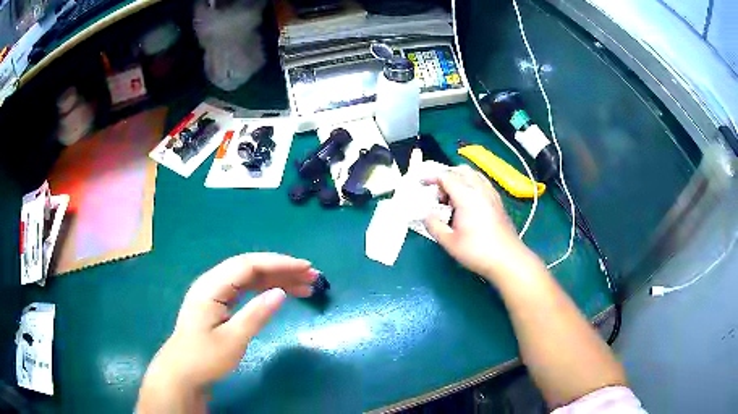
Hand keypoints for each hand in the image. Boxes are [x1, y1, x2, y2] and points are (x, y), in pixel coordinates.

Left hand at [137, 253, 318, 412]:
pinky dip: (265, 290)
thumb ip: (256, 314)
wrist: (183, 372)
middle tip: (312, 276)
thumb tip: (281, 293)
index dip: (278, 263)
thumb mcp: (232, 340)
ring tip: (305, 285)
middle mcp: (213, 283)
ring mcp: (216, 292)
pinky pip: (246, 289)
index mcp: (212, 287)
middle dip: (282, 270)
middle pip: (251, 268)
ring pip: (250, 278)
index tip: (305, 268)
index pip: (248, 265)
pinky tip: (282, 293)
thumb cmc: (205, 357)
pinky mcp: (219, 302)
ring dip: (277, 279)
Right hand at [424, 165, 530, 279]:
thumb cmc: (477, 251)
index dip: (431, 177)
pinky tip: (467, 201)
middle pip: (460, 170)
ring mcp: (491, 194)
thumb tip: (425, 214)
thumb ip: (433, 225)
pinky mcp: (497, 200)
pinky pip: (482, 182)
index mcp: (466, 196)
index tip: (421, 183)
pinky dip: (471, 184)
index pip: (446, 177)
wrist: (507, 259)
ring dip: (459, 179)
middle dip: (445, 176)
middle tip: (437, 193)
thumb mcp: (449, 242)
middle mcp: (480, 189)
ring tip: (452, 197)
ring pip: (473, 174)